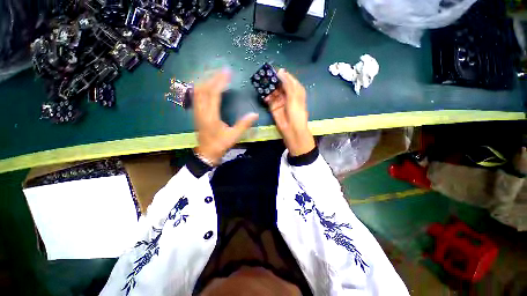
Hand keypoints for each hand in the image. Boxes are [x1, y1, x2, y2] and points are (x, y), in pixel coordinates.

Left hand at [193, 69, 258, 164]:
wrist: (206, 153)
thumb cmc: (220, 145)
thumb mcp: (233, 136)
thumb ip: (243, 125)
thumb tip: (254, 114)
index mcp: (211, 116)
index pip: (214, 93)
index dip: (220, 81)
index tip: (227, 72)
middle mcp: (201, 111)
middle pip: (203, 88)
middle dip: (212, 77)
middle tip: (222, 70)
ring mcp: (196, 111)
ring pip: (197, 90)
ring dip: (206, 80)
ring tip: (215, 74)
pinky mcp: (196, 112)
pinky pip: (196, 95)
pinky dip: (202, 86)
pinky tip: (207, 84)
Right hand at [265, 69, 314, 155]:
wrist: (292, 129)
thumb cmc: (296, 112)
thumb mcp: (294, 96)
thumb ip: (287, 84)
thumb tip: (281, 71)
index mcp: (296, 90)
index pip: (288, 79)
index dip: (282, 74)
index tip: (273, 69)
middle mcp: (287, 94)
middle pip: (279, 84)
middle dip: (273, 80)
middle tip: (265, 75)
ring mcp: (280, 100)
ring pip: (273, 91)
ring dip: (268, 88)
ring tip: (262, 83)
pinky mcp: (273, 107)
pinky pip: (269, 99)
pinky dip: (266, 97)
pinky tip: (264, 95)